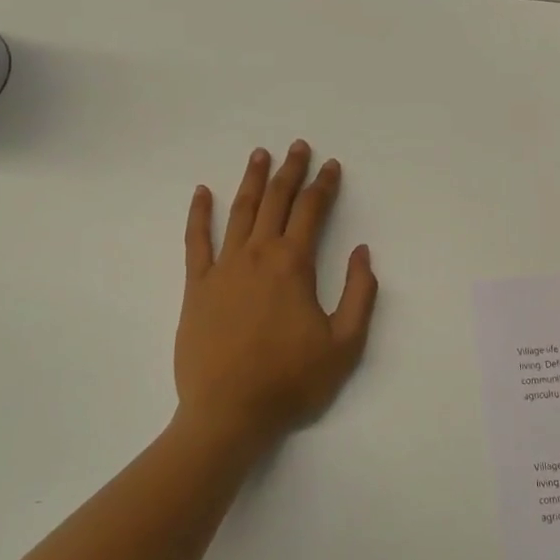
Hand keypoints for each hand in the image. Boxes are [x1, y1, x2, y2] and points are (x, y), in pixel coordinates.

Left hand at [175, 142, 379, 458]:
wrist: (229, 412)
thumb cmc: (291, 381)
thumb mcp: (345, 345)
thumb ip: (360, 295)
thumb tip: (363, 253)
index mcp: (293, 265)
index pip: (312, 212)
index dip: (324, 185)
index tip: (332, 166)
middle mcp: (258, 255)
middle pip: (276, 201)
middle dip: (290, 171)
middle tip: (298, 147)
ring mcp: (223, 267)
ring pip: (239, 212)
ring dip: (251, 180)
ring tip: (260, 154)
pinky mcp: (197, 286)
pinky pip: (196, 240)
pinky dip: (199, 213)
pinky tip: (201, 192)